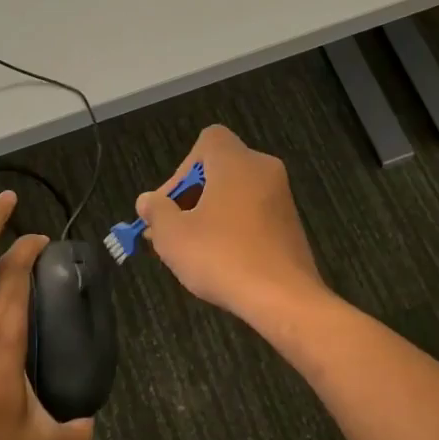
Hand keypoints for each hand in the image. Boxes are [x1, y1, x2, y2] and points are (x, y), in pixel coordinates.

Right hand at [136, 124, 326, 326]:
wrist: (284, 299)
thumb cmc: (222, 257)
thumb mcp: (173, 235)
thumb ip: (156, 211)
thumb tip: (148, 201)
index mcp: (237, 162)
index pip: (208, 140)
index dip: (182, 168)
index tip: (170, 204)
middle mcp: (264, 171)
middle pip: (219, 169)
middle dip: (190, 197)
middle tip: (170, 230)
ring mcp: (282, 199)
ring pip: (235, 195)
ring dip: (209, 215)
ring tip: (190, 250)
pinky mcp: (290, 226)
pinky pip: (252, 215)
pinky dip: (233, 229)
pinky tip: (220, 260)